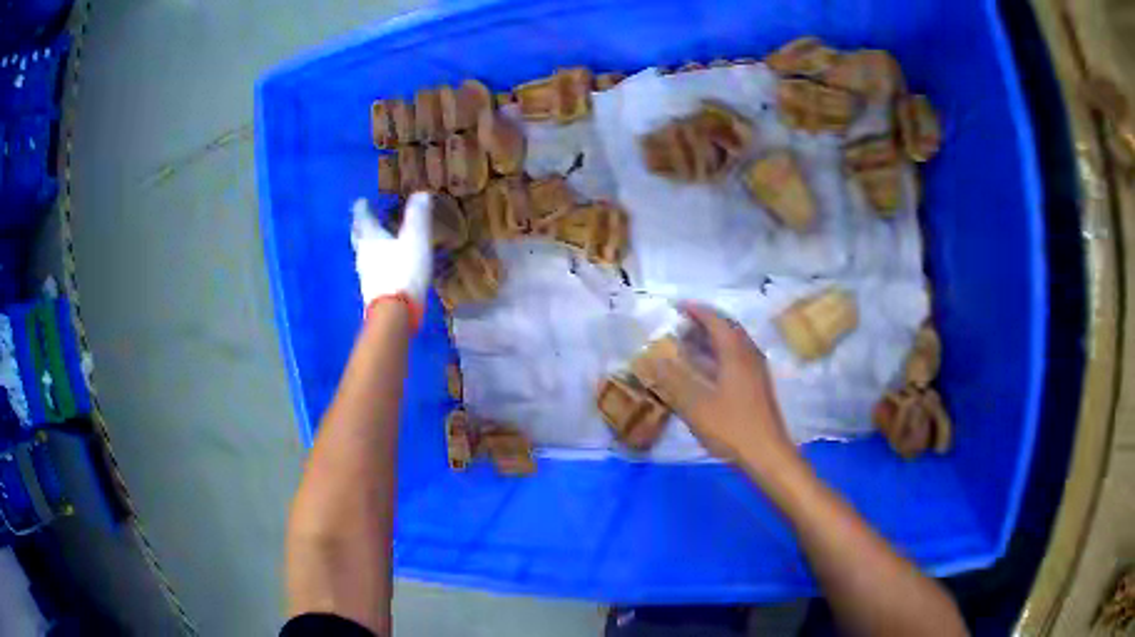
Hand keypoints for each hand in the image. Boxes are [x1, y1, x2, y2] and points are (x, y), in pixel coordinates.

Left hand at [351, 193, 432, 309]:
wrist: (394, 312)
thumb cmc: (404, 270)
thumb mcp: (415, 239)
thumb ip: (418, 217)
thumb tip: (421, 194)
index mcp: (371, 238)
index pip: (363, 218)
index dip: (362, 209)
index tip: (361, 201)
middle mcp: (363, 255)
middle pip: (358, 237)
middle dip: (360, 227)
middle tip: (361, 220)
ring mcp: (365, 275)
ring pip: (363, 255)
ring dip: (366, 246)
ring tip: (373, 241)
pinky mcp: (372, 292)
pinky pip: (370, 271)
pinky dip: (374, 264)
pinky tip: (382, 267)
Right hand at [644, 304, 800, 480]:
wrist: (766, 454)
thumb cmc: (731, 427)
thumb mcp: (695, 406)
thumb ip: (673, 381)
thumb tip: (655, 360)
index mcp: (736, 353)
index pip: (716, 320)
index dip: (696, 311)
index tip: (676, 306)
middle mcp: (749, 355)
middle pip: (728, 329)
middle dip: (704, 323)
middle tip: (680, 324)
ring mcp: (756, 371)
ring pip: (733, 344)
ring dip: (711, 339)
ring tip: (688, 344)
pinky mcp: (757, 386)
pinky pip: (736, 358)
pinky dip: (718, 355)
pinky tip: (705, 369)